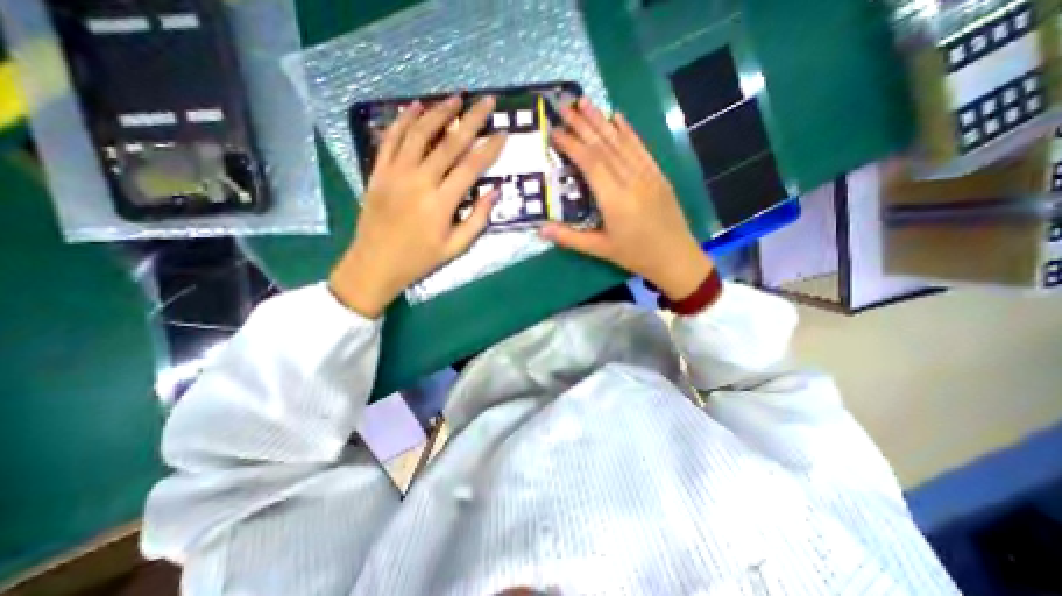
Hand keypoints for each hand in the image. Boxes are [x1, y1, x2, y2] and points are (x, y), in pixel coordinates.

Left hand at [330, 97, 508, 319]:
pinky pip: (391, 139)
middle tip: (486, 101)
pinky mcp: (378, 172)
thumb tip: (495, 192)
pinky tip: (415, 107)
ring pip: (419, 133)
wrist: (375, 264)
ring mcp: (395, 173)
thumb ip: (478, 219)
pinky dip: (403, 120)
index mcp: (441, 203)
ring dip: (439, 112)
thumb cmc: (420, 259)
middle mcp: (419, 181)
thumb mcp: (456, 247)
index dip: (489, 148)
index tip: (502, 133)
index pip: (471, 167)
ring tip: (456, 98)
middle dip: (471, 120)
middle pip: (449, 143)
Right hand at [540, 99, 711, 302]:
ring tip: (585, 102)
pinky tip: (618, 116)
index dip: (572, 144)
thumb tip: (540, 230)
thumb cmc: (635, 256)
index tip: (555, 130)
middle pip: (604, 146)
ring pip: (621, 142)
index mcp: (615, 200)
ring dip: (602, 120)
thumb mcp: (600, 250)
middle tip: (564, 104)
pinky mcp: (658, 174)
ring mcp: (647, 174)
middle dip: (582, 124)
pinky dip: (628, 131)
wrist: (676, 257)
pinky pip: (641, 148)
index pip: (590, 163)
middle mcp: (631, 180)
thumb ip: (569, 238)